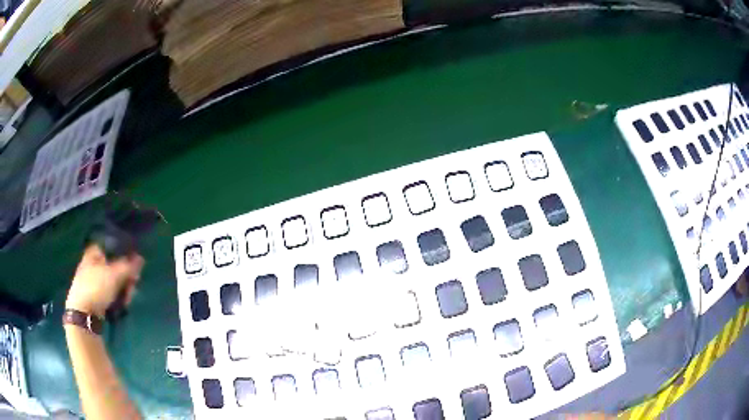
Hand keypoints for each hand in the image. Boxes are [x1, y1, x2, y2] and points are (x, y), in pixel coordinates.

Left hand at [66, 245, 144, 317]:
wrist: (83, 313)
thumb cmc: (96, 287)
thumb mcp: (115, 275)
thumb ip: (129, 266)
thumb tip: (141, 258)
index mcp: (94, 252)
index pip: (112, 247)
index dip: (124, 254)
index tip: (133, 264)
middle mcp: (92, 263)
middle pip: (114, 266)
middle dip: (126, 276)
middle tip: (133, 284)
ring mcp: (92, 281)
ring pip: (113, 281)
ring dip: (123, 289)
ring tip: (127, 299)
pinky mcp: (94, 296)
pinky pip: (109, 293)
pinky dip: (117, 297)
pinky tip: (122, 304)